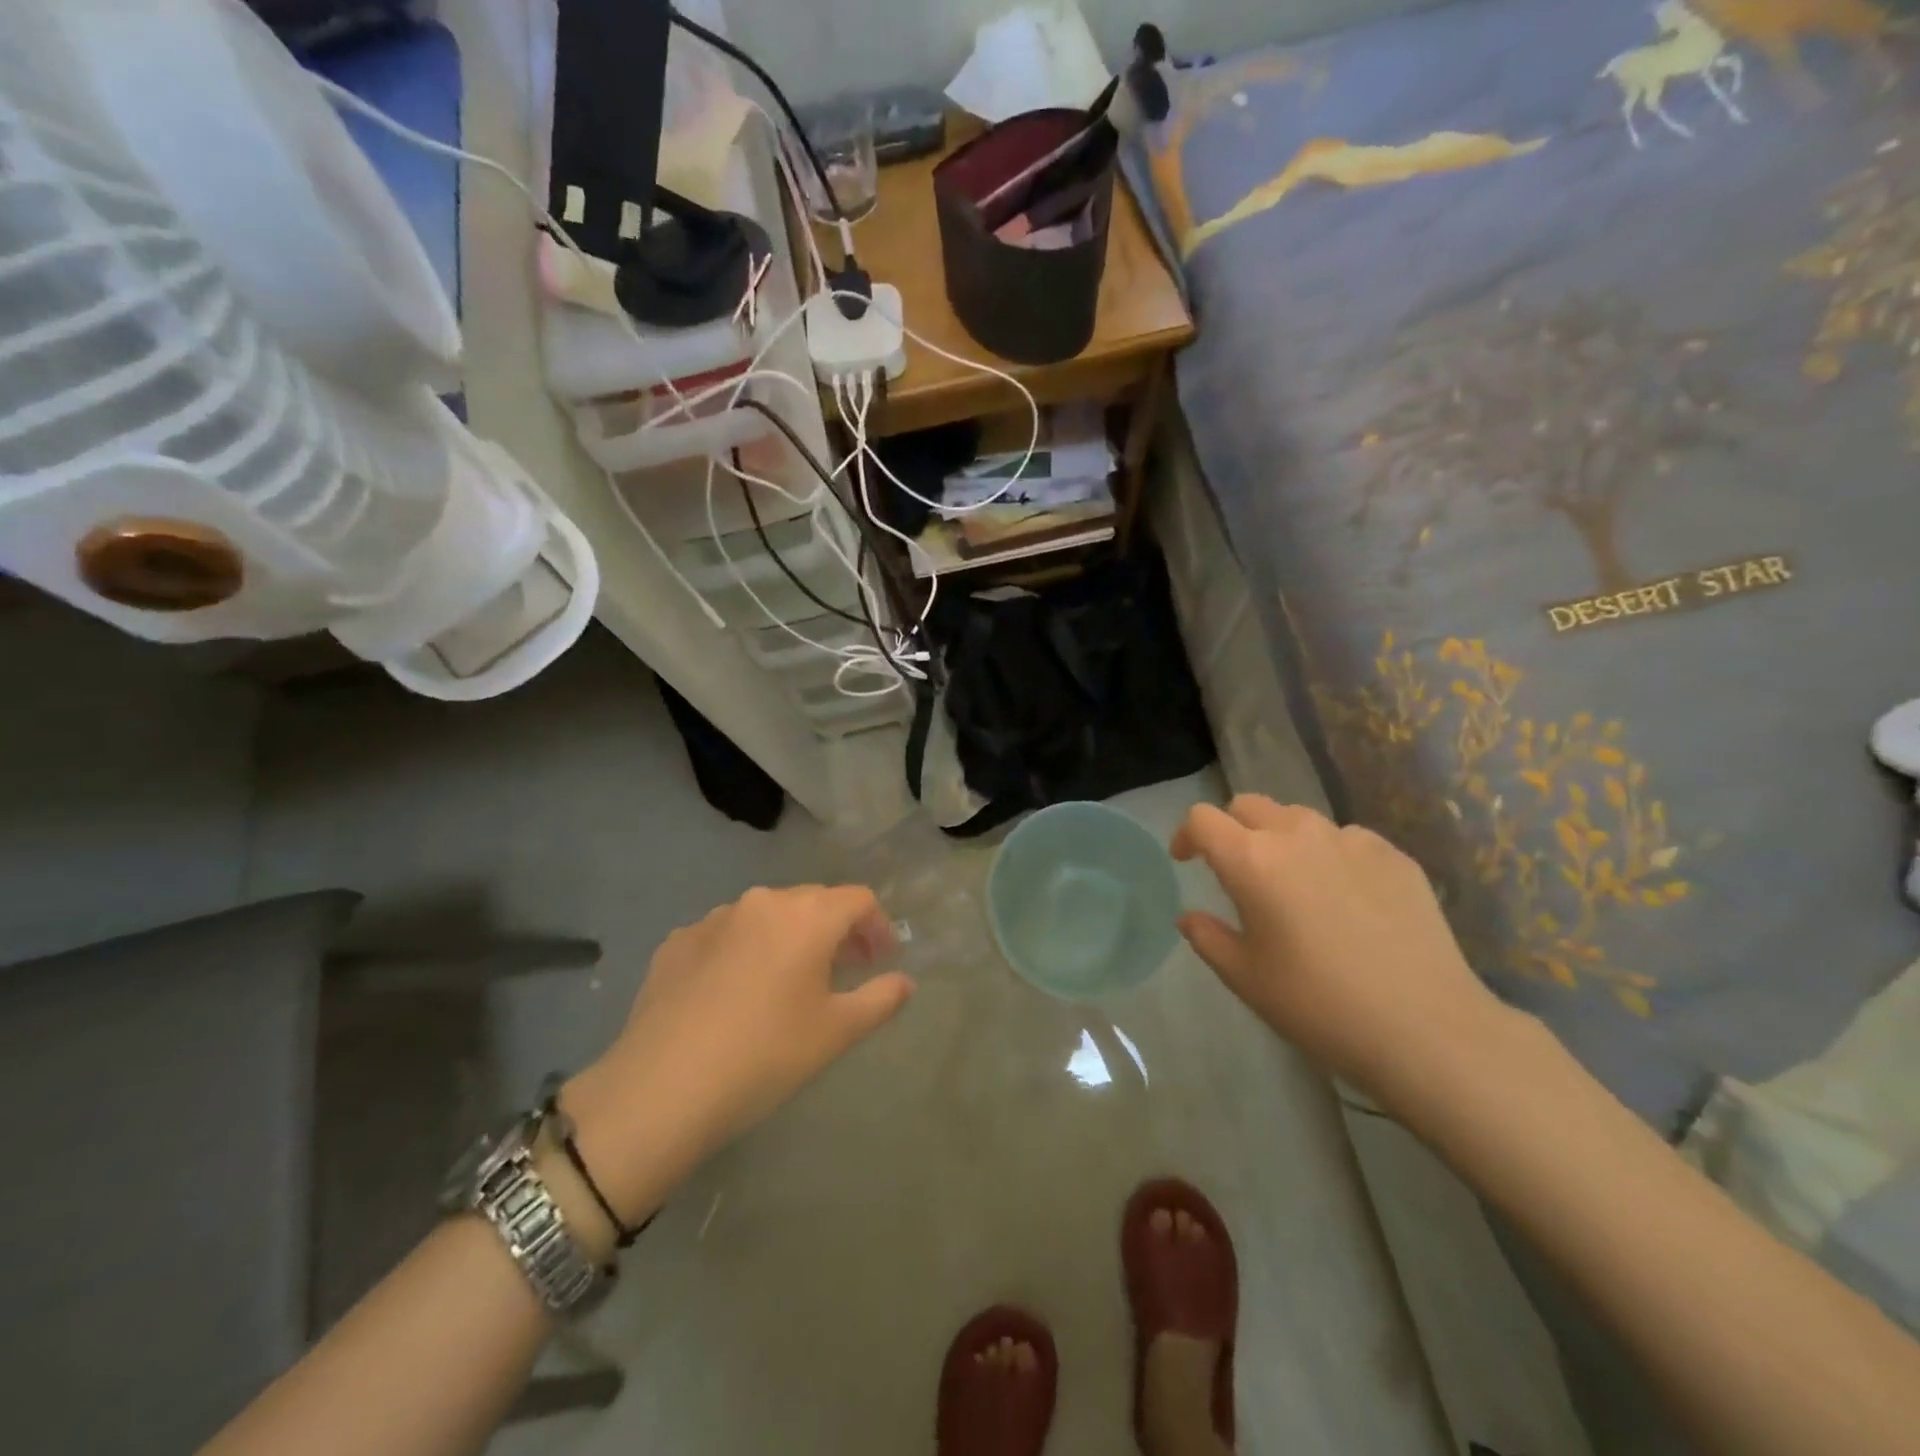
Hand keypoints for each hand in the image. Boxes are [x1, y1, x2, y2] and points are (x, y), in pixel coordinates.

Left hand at [563, 885, 912, 1221]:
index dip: (878, 927)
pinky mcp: (676, 942)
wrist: (661, 1088)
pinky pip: (725, 936)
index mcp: (806, 916)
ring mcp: (713, 919)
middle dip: (837, 931)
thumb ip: (880, 998)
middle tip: (844, 971)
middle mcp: (761, 902)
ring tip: (788, 983)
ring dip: (788, 939)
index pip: (858, 899)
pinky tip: (735, 995)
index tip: (882, 961)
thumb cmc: (766, 1055)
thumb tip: (905, 981)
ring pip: (766, 917)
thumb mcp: (836, 1031)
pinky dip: (744, 952)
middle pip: (813, 902)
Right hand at [1172, 796, 1510, 1110]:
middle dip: (1231, 828)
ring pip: (1299, 819)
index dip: (1187, 834)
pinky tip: (1345, 899)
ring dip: (1281, 838)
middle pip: (1249, 805)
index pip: (1203, 819)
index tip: (1186, 861)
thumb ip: (1207, 938)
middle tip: (1235, 868)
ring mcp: (1351, 840)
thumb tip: (1189, 917)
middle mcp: (1297, 835)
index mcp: (1252, 860)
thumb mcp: (1245, 977)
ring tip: (1292, 881)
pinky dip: (1330, 856)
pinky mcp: (1394, 855)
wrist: (1425, 1027)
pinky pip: (1346, 839)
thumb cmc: (1318, 1004)